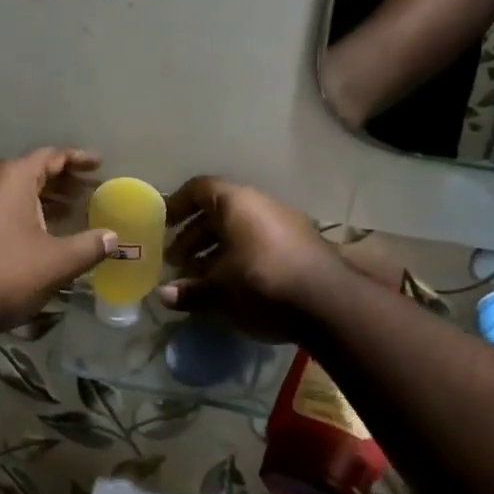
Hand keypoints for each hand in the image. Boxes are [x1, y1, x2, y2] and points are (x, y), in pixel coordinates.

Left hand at [0, 147, 115, 335]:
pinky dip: (20, 213)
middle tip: (88, 193)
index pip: (51, 156)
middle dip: (61, 181)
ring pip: (11, 191)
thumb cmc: (3, 274)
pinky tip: (34, 235)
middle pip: (30, 171)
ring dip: (40, 199)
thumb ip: (89, 246)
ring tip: (67, 214)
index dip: (78, 160)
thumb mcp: (55, 263)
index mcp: (11, 177)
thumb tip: (113, 237)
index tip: (99, 165)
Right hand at [156, 176, 342, 339]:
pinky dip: (239, 259)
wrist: (330, 305)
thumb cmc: (261, 284)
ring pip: (240, 231)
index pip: (199, 189)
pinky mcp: (301, 247)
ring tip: (200, 279)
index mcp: (237, 203)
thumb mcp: (219, 291)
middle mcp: (261, 205)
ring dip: (216, 251)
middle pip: (219, 212)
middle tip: (177, 262)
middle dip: (194, 236)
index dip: (177, 205)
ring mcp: (286, 225)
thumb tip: (163, 295)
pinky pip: (260, 244)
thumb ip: (189, 291)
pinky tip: (231, 288)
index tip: (163, 225)